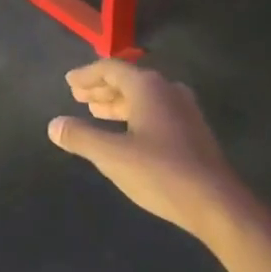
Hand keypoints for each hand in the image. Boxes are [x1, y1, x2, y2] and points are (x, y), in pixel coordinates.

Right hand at [48, 60, 243, 240]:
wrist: (217, 203)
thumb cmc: (160, 172)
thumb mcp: (112, 156)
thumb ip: (81, 137)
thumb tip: (54, 125)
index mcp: (148, 86)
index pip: (111, 69)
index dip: (86, 75)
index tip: (68, 82)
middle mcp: (168, 89)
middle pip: (128, 80)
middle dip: (102, 88)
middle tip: (78, 97)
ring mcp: (184, 110)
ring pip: (144, 97)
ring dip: (118, 103)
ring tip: (96, 112)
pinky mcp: (193, 131)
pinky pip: (156, 111)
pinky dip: (135, 115)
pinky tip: (127, 133)